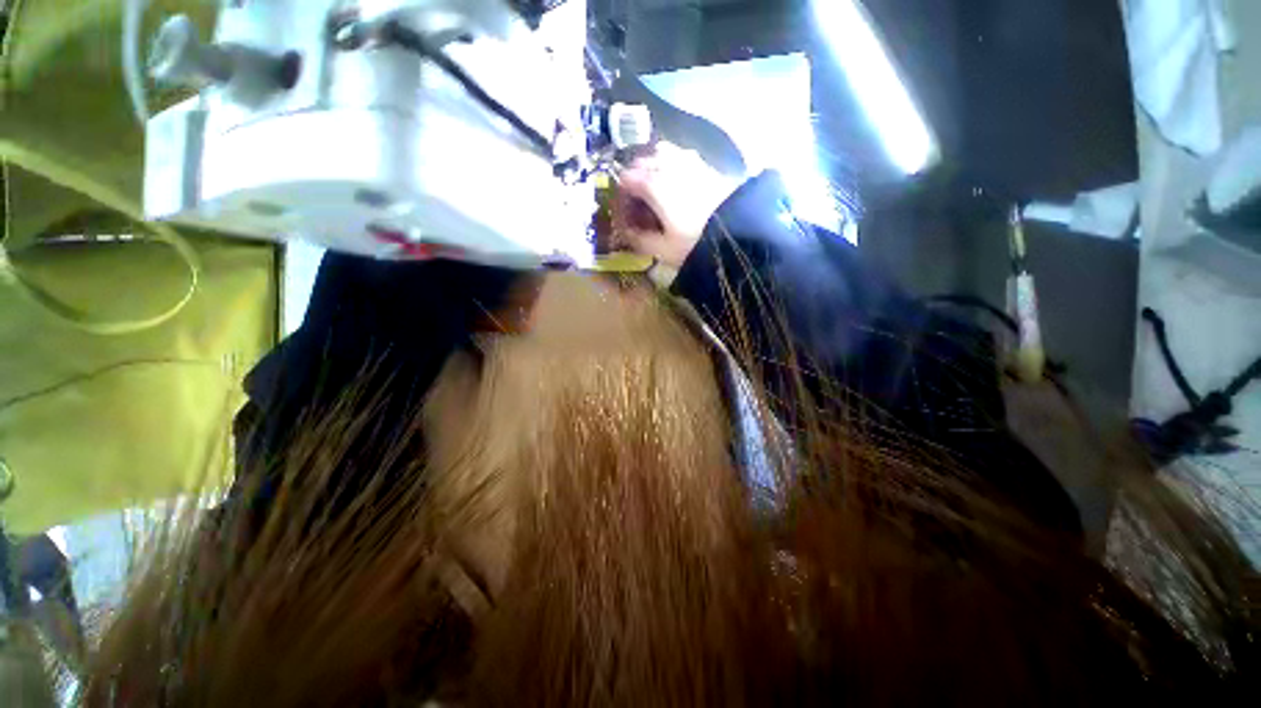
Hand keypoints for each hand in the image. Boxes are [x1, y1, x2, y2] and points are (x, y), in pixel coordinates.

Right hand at [615, 143, 739, 269]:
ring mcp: (687, 160)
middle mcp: (667, 164)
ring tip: (656, 190)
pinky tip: (677, 183)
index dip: (621, 196)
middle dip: (634, 181)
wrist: (737, 230)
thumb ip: (639, 239)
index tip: (625, 214)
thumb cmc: (694, 241)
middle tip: (638, 204)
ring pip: (660, 153)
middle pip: (640, 163)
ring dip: (652, 167)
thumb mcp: (663, 248)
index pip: (625, 180)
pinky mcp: (704, 163)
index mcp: (652, 183)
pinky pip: (679, 155)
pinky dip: (671, 164)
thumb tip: (626, 233)